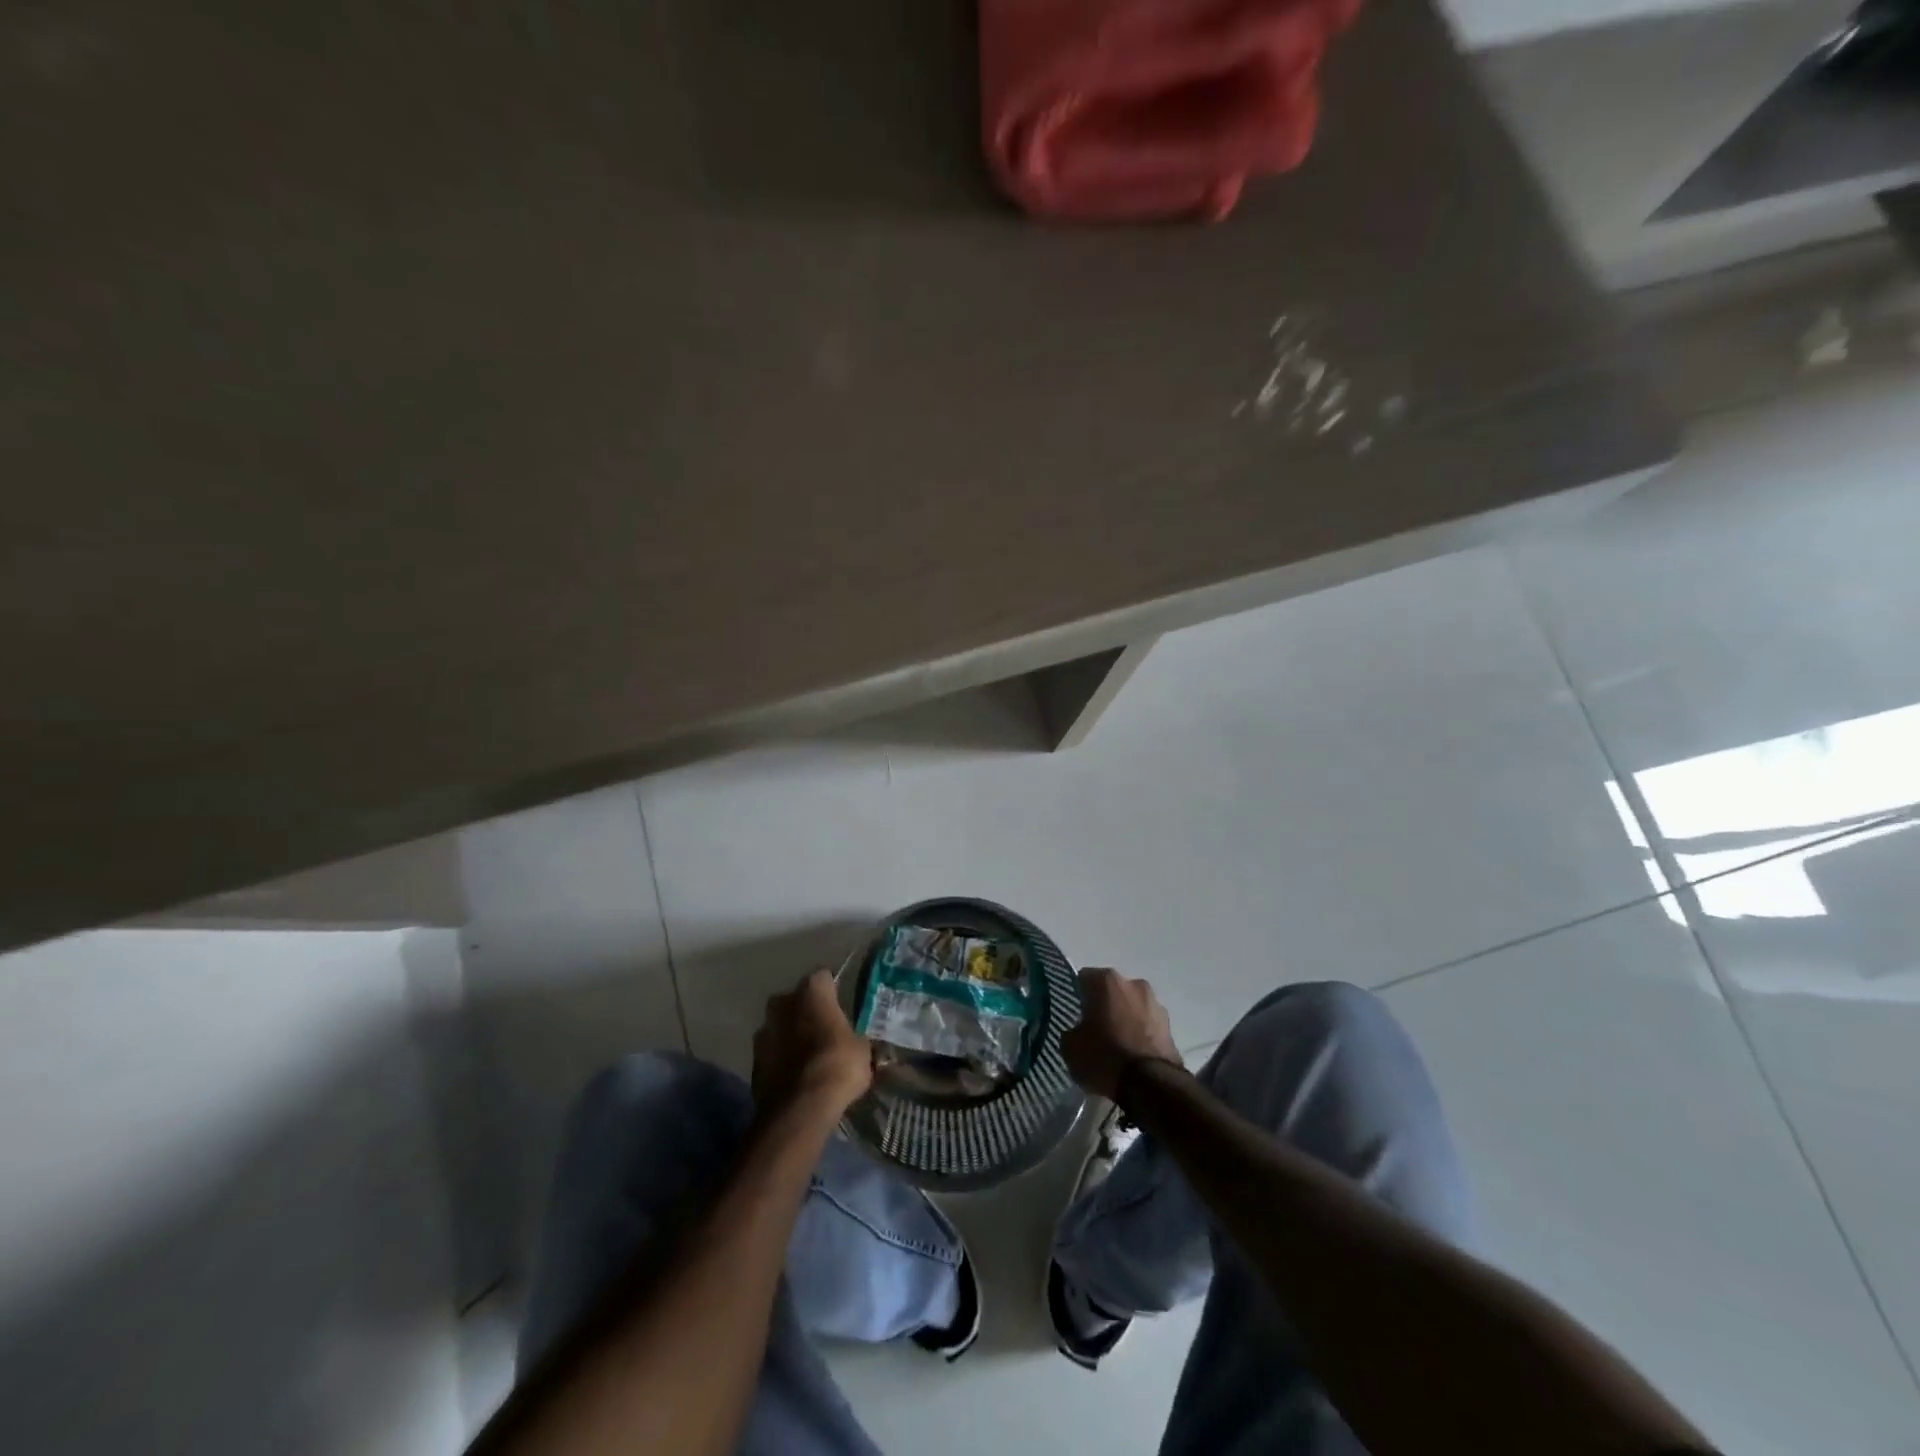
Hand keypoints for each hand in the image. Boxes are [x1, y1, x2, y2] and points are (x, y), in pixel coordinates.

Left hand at [752, 969, 872, 1119]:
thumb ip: (854, 1038)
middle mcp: (783, 1002)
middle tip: (824, 1030)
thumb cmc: (837, 1066)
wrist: (799, 1109)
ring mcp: (764, 1031)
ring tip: (809, 1056)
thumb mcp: (862, 1049)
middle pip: (796, 1000)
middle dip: (807, 1011)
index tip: (842, 1006)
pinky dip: (781, 1059)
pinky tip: (795, 1076)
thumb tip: (855, 1043)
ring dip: (791, 1035)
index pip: (823, 978)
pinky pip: (772, 1052)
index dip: (833, 992)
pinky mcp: (753, 1061)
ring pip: (780, 1026)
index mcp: (812, 991)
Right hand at [1062, 968, 1182, 1100]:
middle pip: (1112, 991)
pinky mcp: (1171, 1026)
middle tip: (1095, 1029)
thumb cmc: (1104, 1057)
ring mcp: (1156, 1004)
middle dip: (1104, 1005)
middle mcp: (1133, 983)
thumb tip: (1078, 1031)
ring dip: (1125, 1019)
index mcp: (1106, 980)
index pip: (1084, 979)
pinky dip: (1140, 1034)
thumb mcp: (1070, 1048)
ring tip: (1116, 1045)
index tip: (1075, 1014)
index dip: (1078, 996)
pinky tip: (1132, 1054)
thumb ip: (1071, 1031)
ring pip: (1132, 1007)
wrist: (1151, 1085)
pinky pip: (1147, 1025)